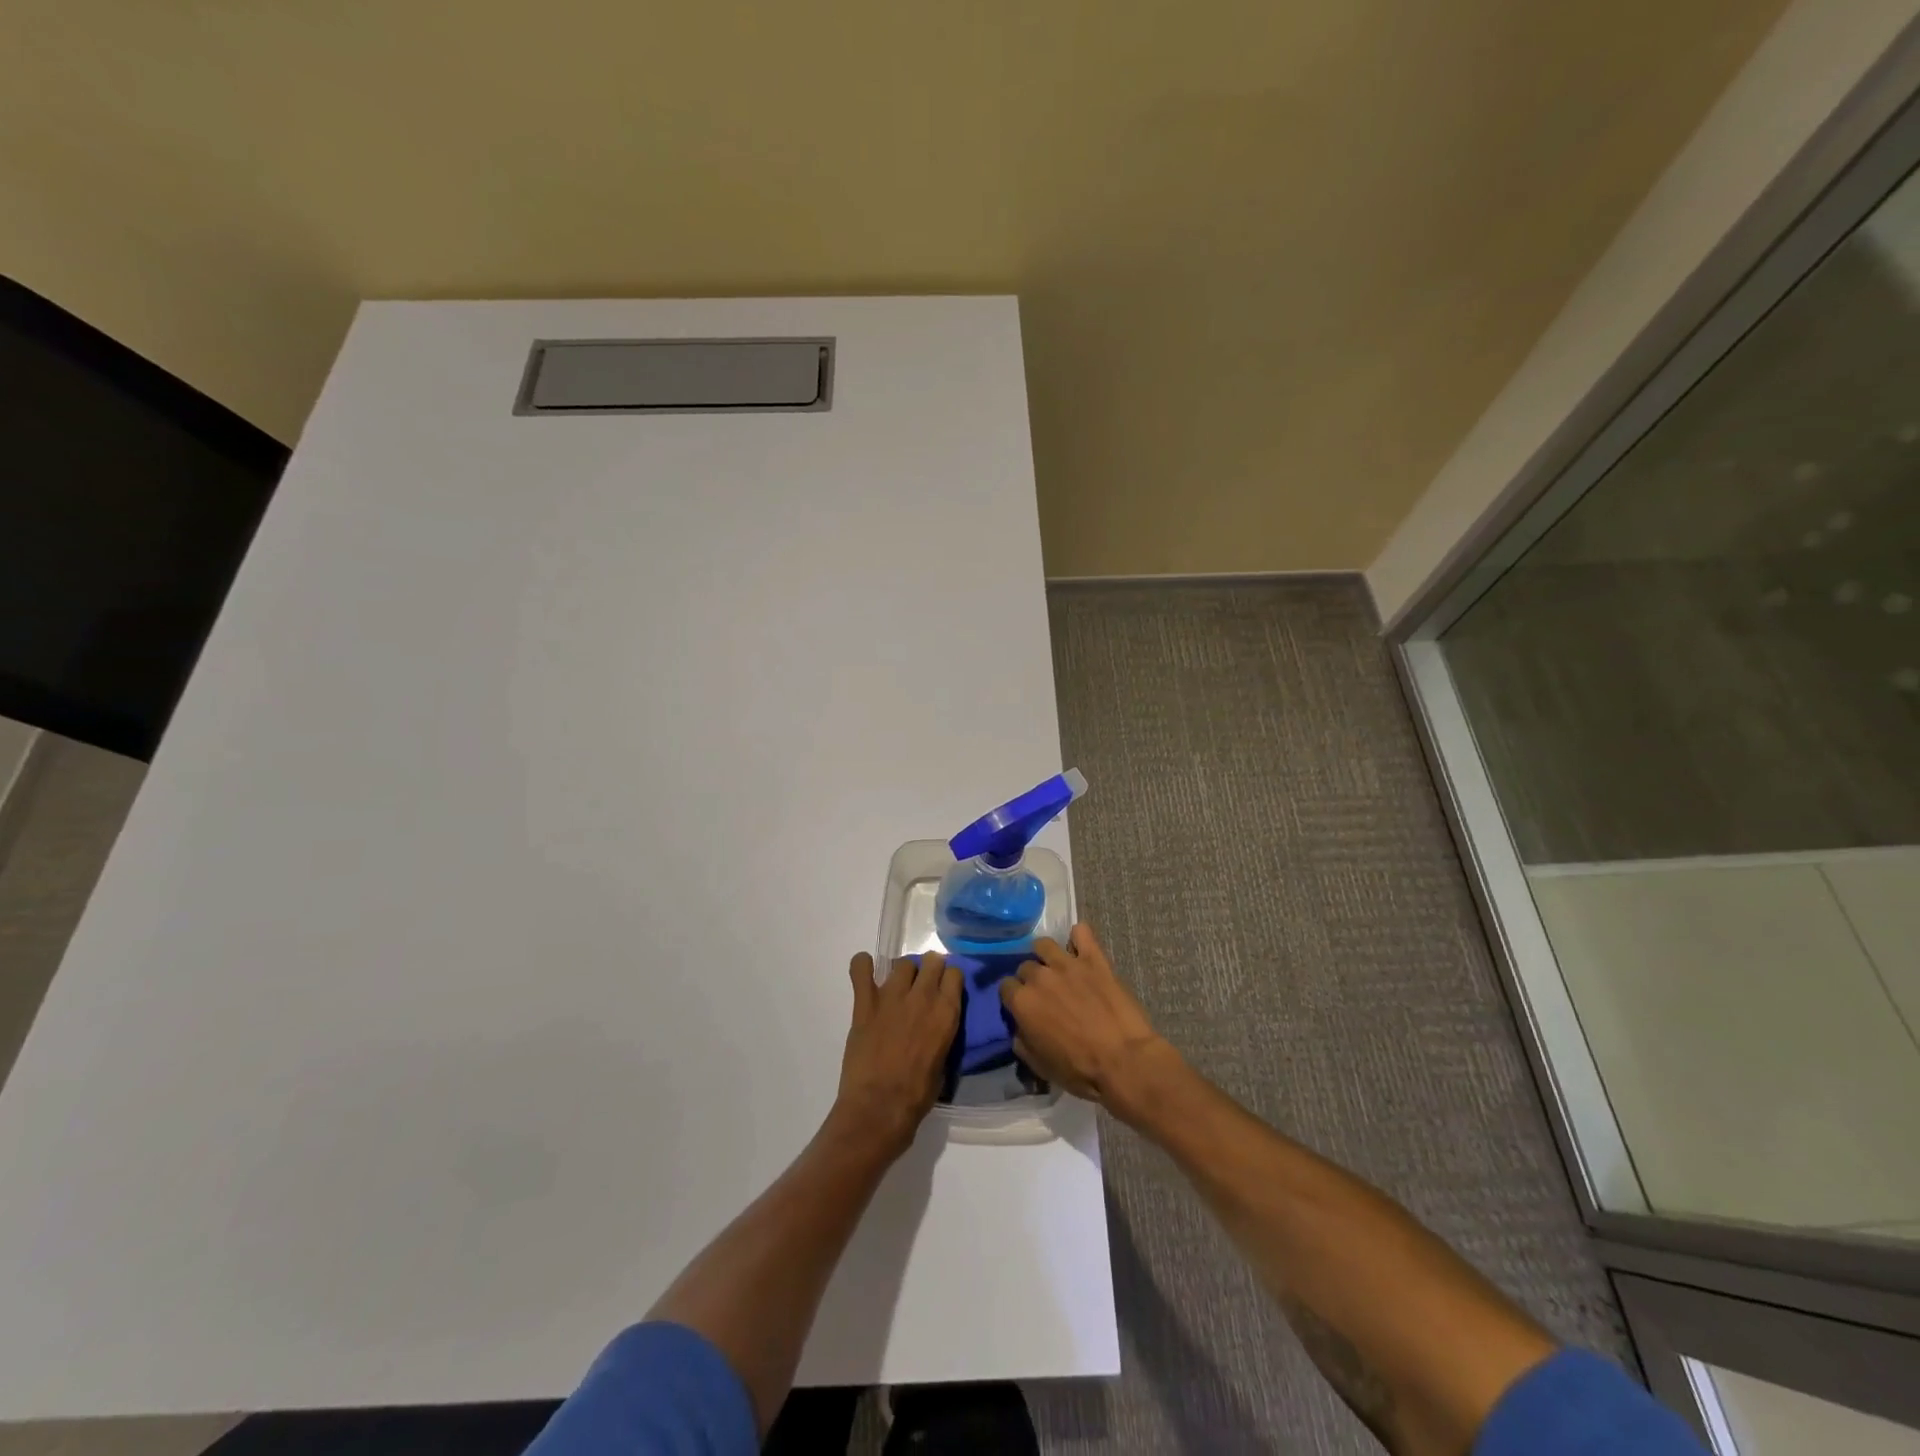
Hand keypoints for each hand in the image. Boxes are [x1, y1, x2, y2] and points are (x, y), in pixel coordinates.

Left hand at [832, 951, 960, 1159]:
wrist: (879, 1108)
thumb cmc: (917, 1095)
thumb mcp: (944, 1062)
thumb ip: (942, 1033)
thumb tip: (936, 1025)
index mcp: (946, 1012)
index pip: (955, 974)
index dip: (949, 979)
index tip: (945, 988)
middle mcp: (922, 996)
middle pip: (930, 961)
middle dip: (929, 969)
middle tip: (923, 986)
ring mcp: (891, 996)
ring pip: (902, 964)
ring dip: (903, 973)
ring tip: (897, 988)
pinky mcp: (865, 1003)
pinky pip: (860, 970)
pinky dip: (862, 966)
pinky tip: (864, 972)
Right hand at [999, 923, 1178, 1120]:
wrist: (1124, 1061)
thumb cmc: (1080, 1070)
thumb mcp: (1040, 1066)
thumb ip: (1023, 1041)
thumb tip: (1020, 1029)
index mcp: (1023, 1002)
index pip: (1006, 987)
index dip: (1014, 998)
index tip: (1024, 1008)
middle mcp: (1039, 976)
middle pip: (1025, 967)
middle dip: (1031, 979)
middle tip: (1046, 994)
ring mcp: (1067, 964)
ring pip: (1045, 945)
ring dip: (1047, 956)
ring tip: (1058, 969)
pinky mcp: (1094, 959)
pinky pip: (1082, 933)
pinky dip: (1079, 937)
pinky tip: (1081, 948)